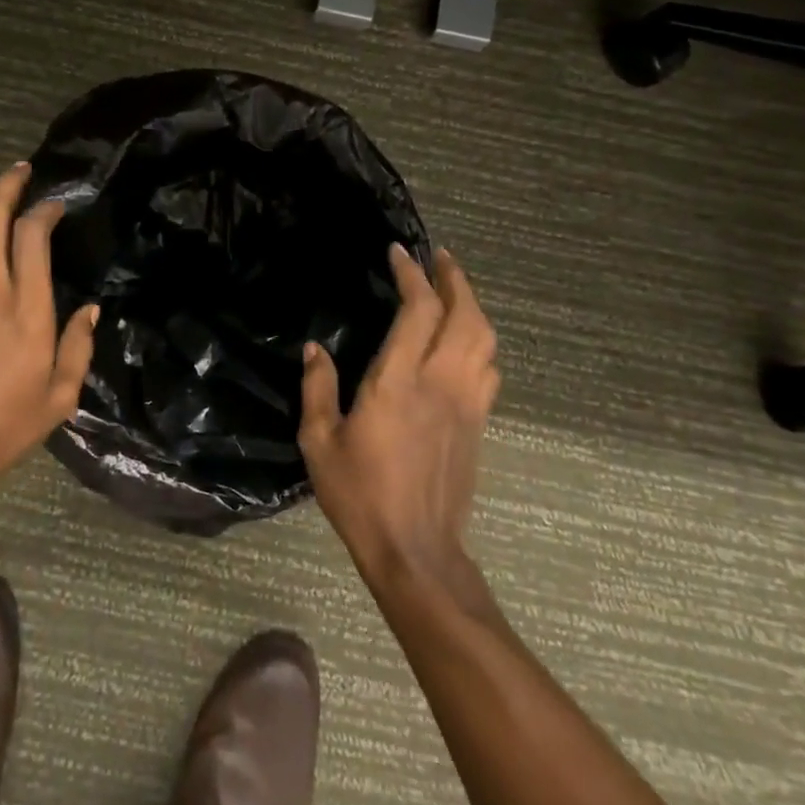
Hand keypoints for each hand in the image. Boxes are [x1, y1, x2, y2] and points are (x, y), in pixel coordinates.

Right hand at [298, 244, 499, 584]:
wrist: (416, 552)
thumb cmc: (360, 495)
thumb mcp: (319, 442)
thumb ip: (317, 389)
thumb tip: (315, 348)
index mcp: (397, 383)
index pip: (418, 311)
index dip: (411, 274)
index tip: (398, 252)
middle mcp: (440, 384)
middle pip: (465, 315)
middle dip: (455, 278)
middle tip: (438, 257)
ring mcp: (466, 404)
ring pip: (485, 340)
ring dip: (473, 305)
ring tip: (454, 289)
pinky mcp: (478, 425)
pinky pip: (490, 369)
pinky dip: (481, 342)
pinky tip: (466, 340)